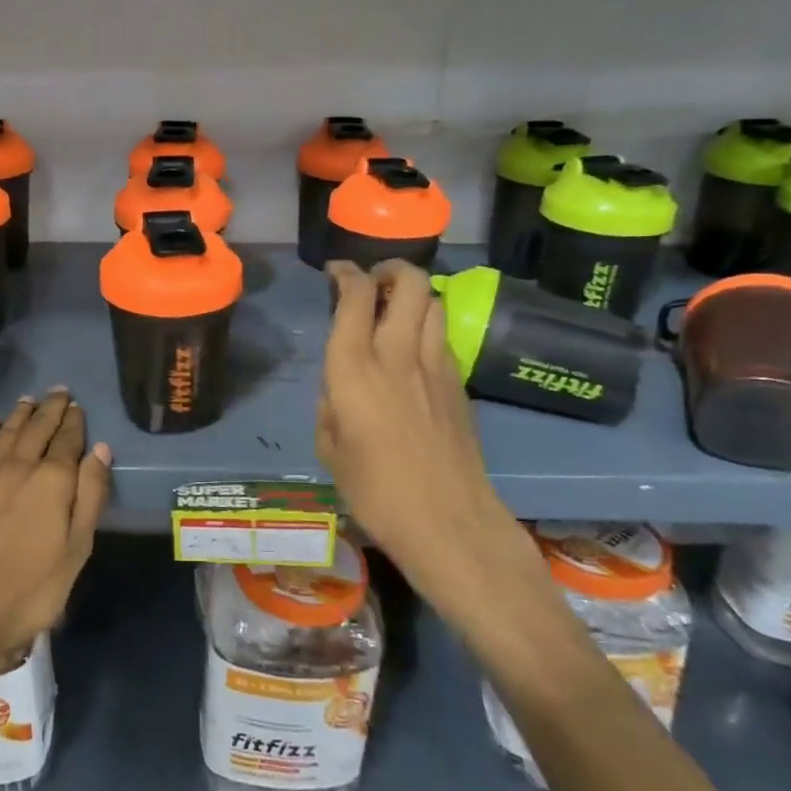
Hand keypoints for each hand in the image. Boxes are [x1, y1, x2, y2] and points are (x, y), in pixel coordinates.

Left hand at [0, 390, 111, 671]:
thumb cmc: (30, 591)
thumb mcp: (76, 550)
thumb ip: (90, 496)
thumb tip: (100, 449)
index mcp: (53, 481)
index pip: (68, 440)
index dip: (75, 422)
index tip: (78, 407)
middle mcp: (19, 467)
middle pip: (38, 429)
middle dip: (51, 408)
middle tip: (59, 391)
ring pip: (7, 432)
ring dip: (21, 413)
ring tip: (30, 399)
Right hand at [317, 261, 508, 592]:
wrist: (448, 521)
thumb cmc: (374, 491)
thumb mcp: (329, 448)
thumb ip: (331, 403)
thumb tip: (341, 385)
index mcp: (354, 368)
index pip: (356, 295)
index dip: (346, 273)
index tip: (337, 272)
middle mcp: (398, 353)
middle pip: (409, 283)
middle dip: (391, 269)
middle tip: (375, 281)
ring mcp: (436, 366)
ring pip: (434, 303)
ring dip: (414, 295)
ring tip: (397, 309)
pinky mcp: (460, 384)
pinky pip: (443, 337)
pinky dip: (428, 328)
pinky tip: (415, 352)